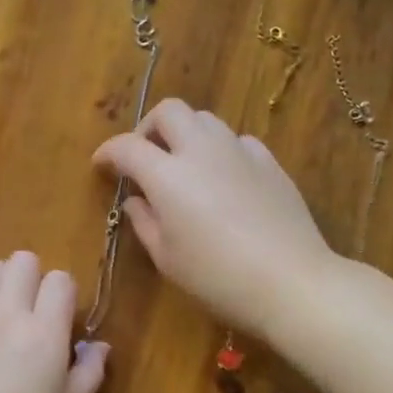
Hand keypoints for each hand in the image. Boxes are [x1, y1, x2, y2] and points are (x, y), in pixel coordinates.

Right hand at [93, 98, 334, 336]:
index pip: (126, 146)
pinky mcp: (270, 163)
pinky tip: (223, 178)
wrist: (291, 281)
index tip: (101, 166)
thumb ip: (144, 222)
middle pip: (169, 111)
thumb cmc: (217, 278)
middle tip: (144, 157)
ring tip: (183, 165)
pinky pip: (237, 141)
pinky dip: (220, 150)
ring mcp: (240, 152)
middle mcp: (201, 150)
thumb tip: (135, 200)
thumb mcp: (167, 258)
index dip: (107, 152)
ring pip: (205, 120)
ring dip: (185, 134)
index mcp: (167, 175)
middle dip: (148, 127)